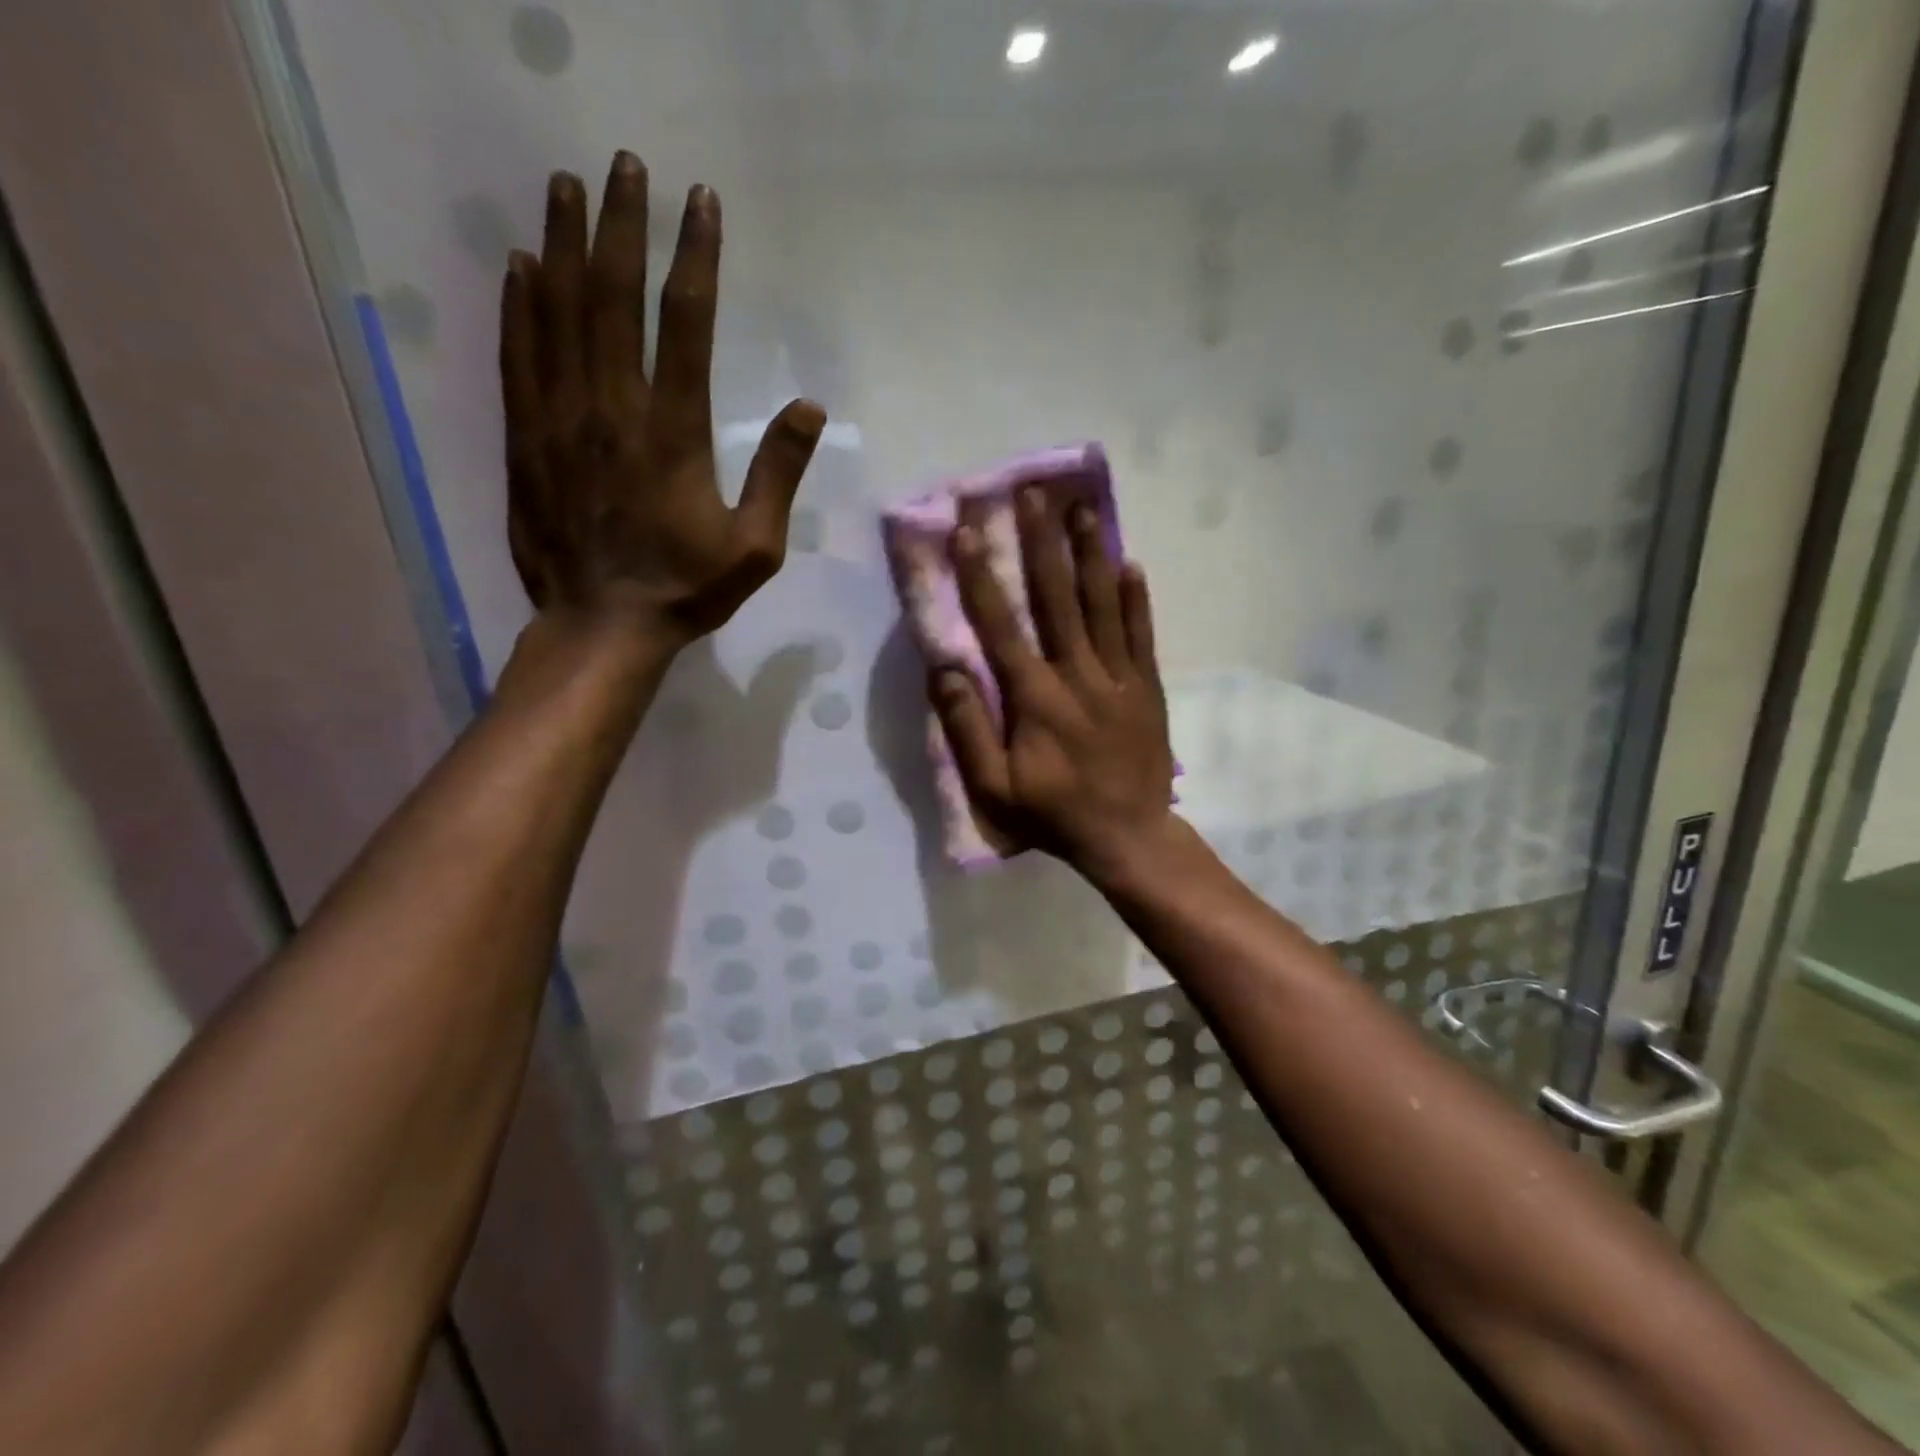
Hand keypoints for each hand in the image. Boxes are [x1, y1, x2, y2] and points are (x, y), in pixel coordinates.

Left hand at [499, 153, 824, 647]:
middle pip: (613, 296)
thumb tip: (809, 409)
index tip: (700, 203)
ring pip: (557, 312)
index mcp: (675, 434)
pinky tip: (520, 265)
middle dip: (621, 223)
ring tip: (565, 185)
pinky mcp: (526, 438)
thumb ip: (779, 474)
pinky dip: (519, 304)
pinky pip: (519, 356)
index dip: (694, 255)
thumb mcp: (755, 546)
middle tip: (626, 165)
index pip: (686, 323)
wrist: (602, 626)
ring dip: (562, 242)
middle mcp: (613, 409)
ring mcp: (561, 420)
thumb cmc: (687, 590)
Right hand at [933, 489, 1176, 879]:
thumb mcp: (996, 787)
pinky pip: (1142, 635)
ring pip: (1102, 606)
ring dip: (1090, 555)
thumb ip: (968, 729)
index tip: (968, 532)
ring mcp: (1118, 677)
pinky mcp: (1147, 687)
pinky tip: (1131, 563)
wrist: (1128, 836)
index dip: (982, 577)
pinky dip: (1135, 599)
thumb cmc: (1053, 813)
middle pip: (1056, 599)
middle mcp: (1078, 675)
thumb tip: (946, 670)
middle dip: (1041, 544)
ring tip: (1082, 509)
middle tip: (1033, 494)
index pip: (1002, 626)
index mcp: (1035, 698)